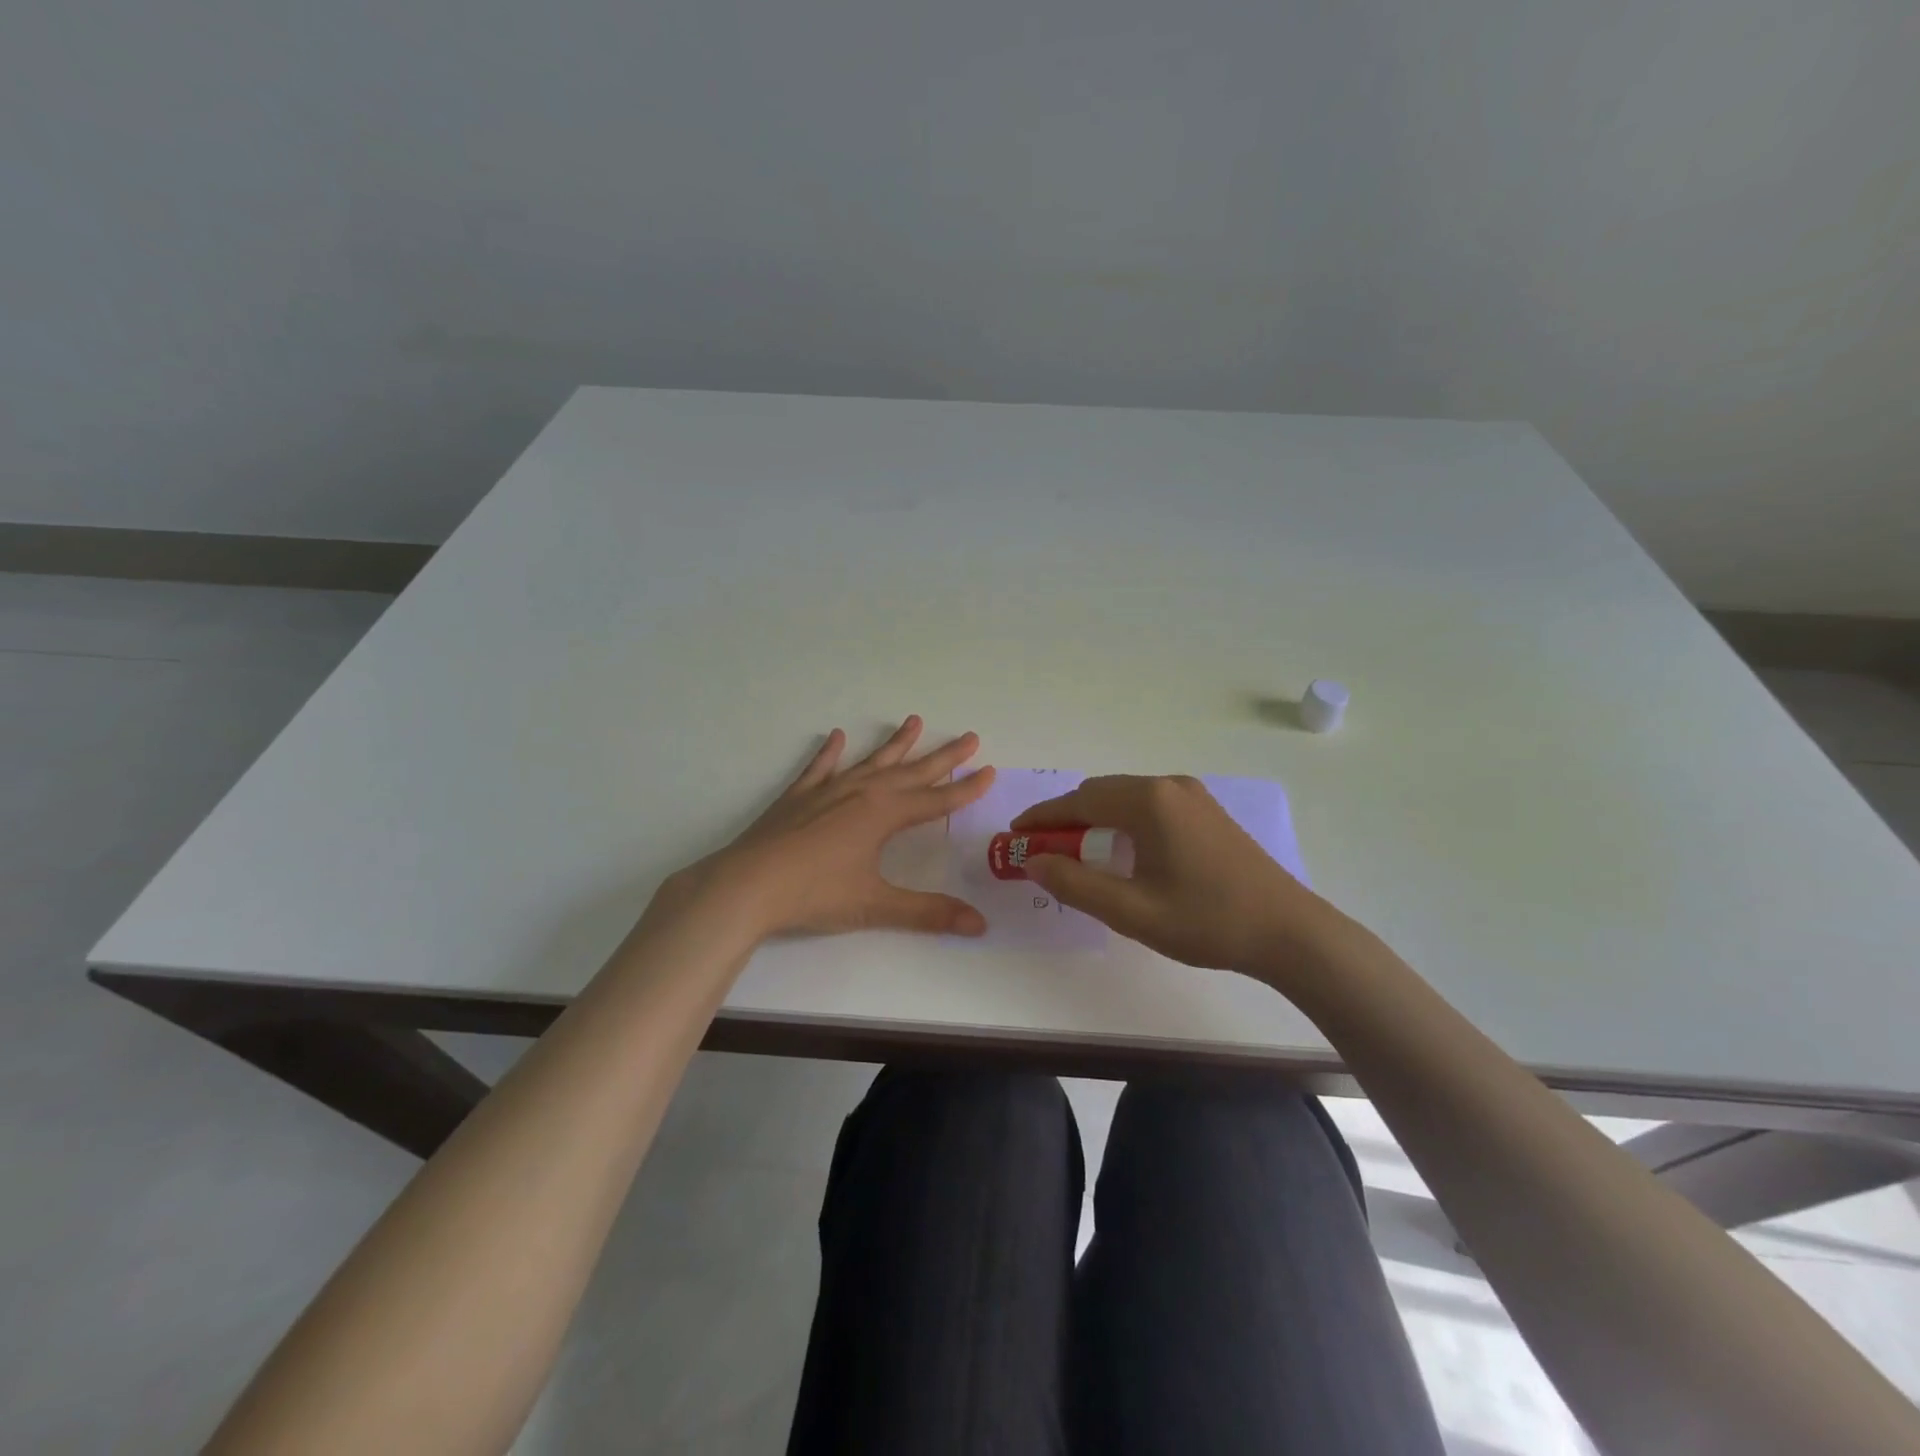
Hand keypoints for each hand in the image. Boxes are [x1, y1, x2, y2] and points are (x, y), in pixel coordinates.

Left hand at [666, 716, 995, 940]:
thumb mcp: (875, 905)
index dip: (965, 789)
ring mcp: (827, 791)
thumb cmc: (814, 894)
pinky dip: (830, 753)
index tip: (989, 770)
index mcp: (883, 814)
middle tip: (969, 735)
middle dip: (943, 756)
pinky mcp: (797, 797)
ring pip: (870, 761)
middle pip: (911, 771)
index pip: (935, 800)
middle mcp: (860, 793)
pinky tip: (835, 736)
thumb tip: (980, 925)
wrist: (746, 886)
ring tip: (914, 721)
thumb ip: (928, 913)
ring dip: (895, 744)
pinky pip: (820, 768)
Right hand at [1013, 775, 1335, 975]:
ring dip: (1095, 821)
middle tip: (1043, 852)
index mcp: (1149, 801)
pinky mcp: (1207, 812)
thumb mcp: (1132, 911)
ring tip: (1079, 856)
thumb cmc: (1207, 921)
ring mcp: (1193, 796)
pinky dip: (1123, 823)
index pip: (1079, 800)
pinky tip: (1124, 853)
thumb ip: (1075, 884)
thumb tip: (1032, 861)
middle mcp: (1169, 786)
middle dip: (1067, 819)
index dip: (1042, 817)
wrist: (1290, 932)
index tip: (1014, 834)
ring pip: (1125, 799)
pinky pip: (1150, 807)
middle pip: (1101, 794)